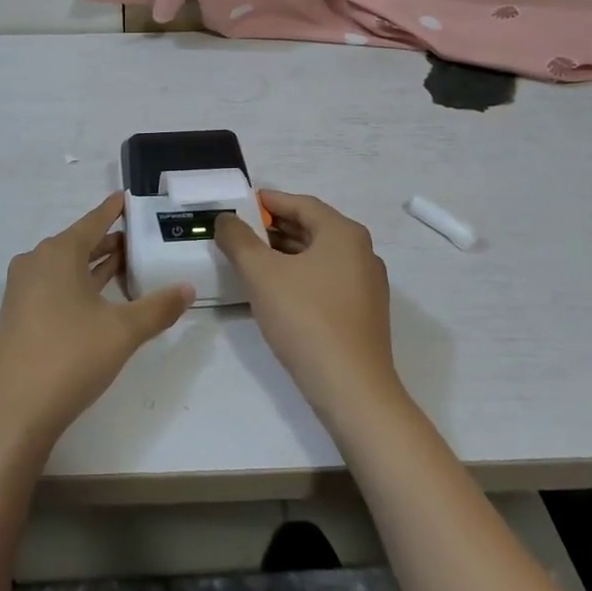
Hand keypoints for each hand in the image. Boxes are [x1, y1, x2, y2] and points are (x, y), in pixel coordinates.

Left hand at [0, 195, 194, 453]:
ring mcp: (23, 290)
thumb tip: (187, 288)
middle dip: (108, 240)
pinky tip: (100, 298)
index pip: (92, 222)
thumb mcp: (123, 331)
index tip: (127, 197)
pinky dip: (79, 284)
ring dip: (95, 265)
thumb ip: (158, 307)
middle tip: (139, 238)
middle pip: (78, 243)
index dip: (112, 210)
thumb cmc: (70, 358)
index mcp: (58, 253)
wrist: (13, 413)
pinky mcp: (19, 315)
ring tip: (127, 264)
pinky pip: (55, 286)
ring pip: (66, 266)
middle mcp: (36, 262)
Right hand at [215, 191, 399, 424]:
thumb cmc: (306, 319)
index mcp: (344, 233)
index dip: (270, 201)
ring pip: (319, 256)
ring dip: (285, 253)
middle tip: (240, 231)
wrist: (352, 389)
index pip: (302, 204)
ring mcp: (366, 284)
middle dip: (275, 227)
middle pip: (313, 228)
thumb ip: (239, 240)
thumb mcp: (261, 274)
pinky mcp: (363, 313)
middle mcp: (362, 252)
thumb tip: (225, 219)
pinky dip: (300, 275)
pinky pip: (327, 280)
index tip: (241, 204)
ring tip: (251, 259)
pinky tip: (275, 290)